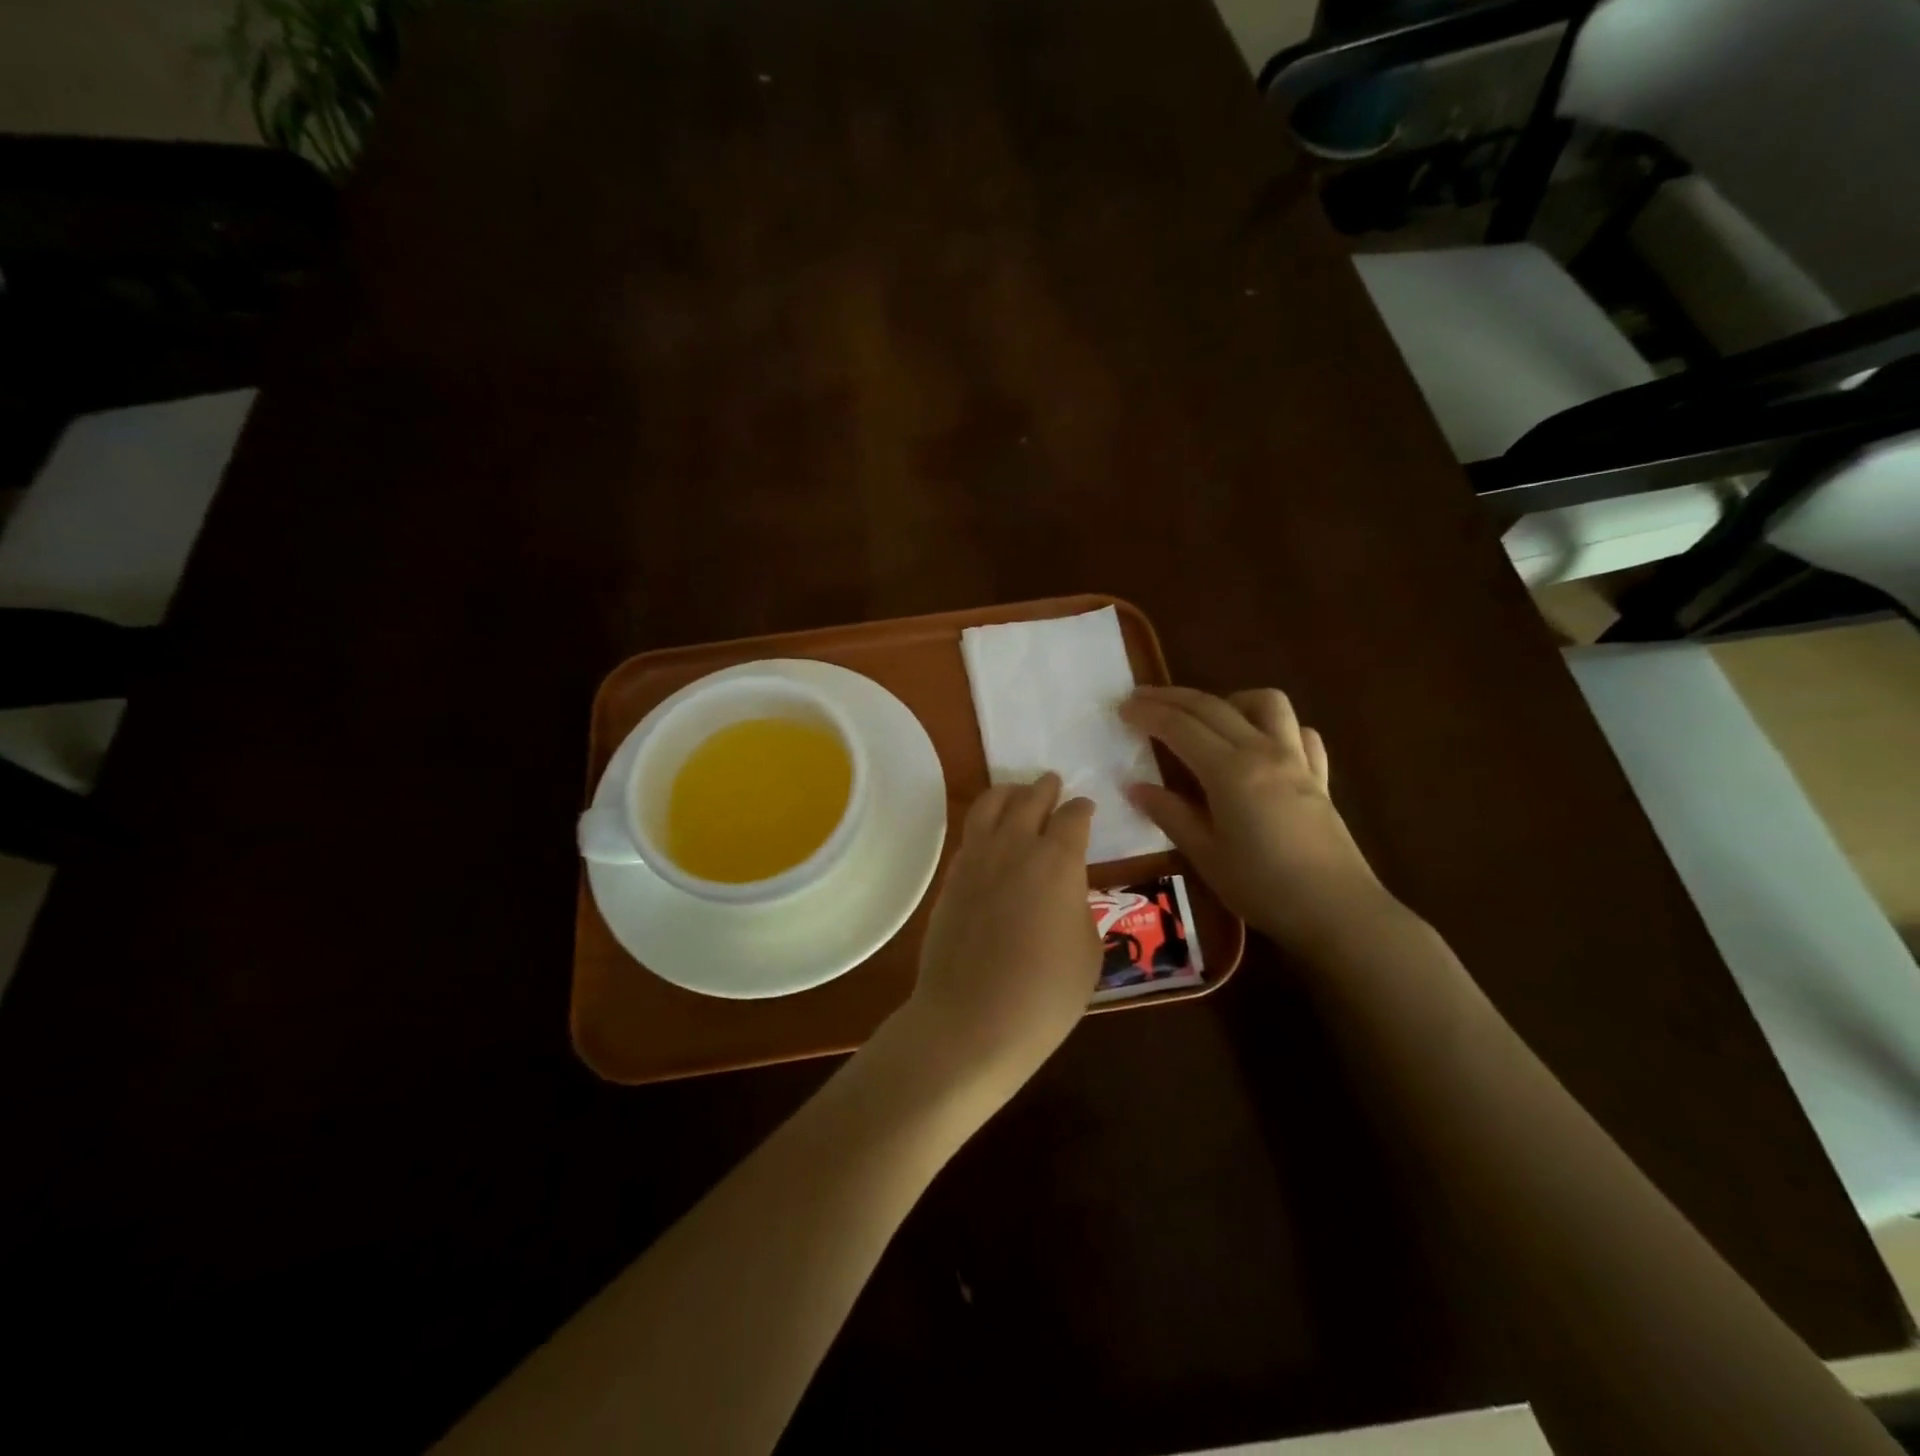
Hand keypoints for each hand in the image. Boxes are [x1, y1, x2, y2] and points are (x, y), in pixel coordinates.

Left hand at [893, 773, 1101, 1103]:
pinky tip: (990, 832)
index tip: (1085, 807)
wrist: (971, 1020)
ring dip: (1009, 793)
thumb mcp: (1087, 952)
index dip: (1082, 809)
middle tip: (1052, 783)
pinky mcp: (951, 878)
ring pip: (991, 805)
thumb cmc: (1044, 994)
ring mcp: (977, 859)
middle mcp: (1015, 846)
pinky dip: (984, 821)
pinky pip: (970, 834)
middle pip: (1030, 800)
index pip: (1073, 818)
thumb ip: (1079, 908)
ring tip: (1017, 791)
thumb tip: (1065, 893)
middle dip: (1045, 788)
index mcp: (1058, 861)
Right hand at [1119, 686, 1389, 952]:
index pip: (1180, 727)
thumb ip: (1170, 814)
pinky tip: (1261, 745)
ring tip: (1208, 718)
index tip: (1122, 707)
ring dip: (1230, 699)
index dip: (1148, 713)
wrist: (1337, 911)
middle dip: (1172, 697)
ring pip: (1266, 703)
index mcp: (1229, 770)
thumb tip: (1135, 787)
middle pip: (1213, 706)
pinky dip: (1275, 727)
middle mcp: (1263, 751)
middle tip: (1142, 698)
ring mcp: (1296, 760)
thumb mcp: (1205, 855)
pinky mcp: (1319, 776)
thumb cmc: (1262, 887)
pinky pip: (1299, 732)